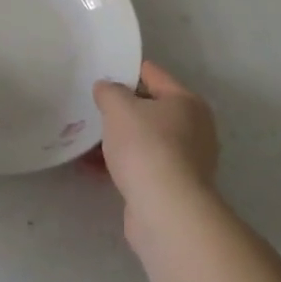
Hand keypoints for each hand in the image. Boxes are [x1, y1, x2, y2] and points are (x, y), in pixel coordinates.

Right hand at [93, 61, 218, 220]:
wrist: (165, 210)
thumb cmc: (146, 147)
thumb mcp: (119, 107)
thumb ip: (109, 91)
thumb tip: (107, 88)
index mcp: (187, 101)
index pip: (152, 74)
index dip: (125, 71)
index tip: (99, 73)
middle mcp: (194, 128)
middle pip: (150, 108)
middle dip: (120, 109)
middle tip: (91, 107)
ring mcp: (187, 160)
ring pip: (145, 139)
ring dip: (118, 138)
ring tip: (86, 138)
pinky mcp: (174, 186)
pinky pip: (142, 164)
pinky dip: (121, 162)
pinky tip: (94, 165)